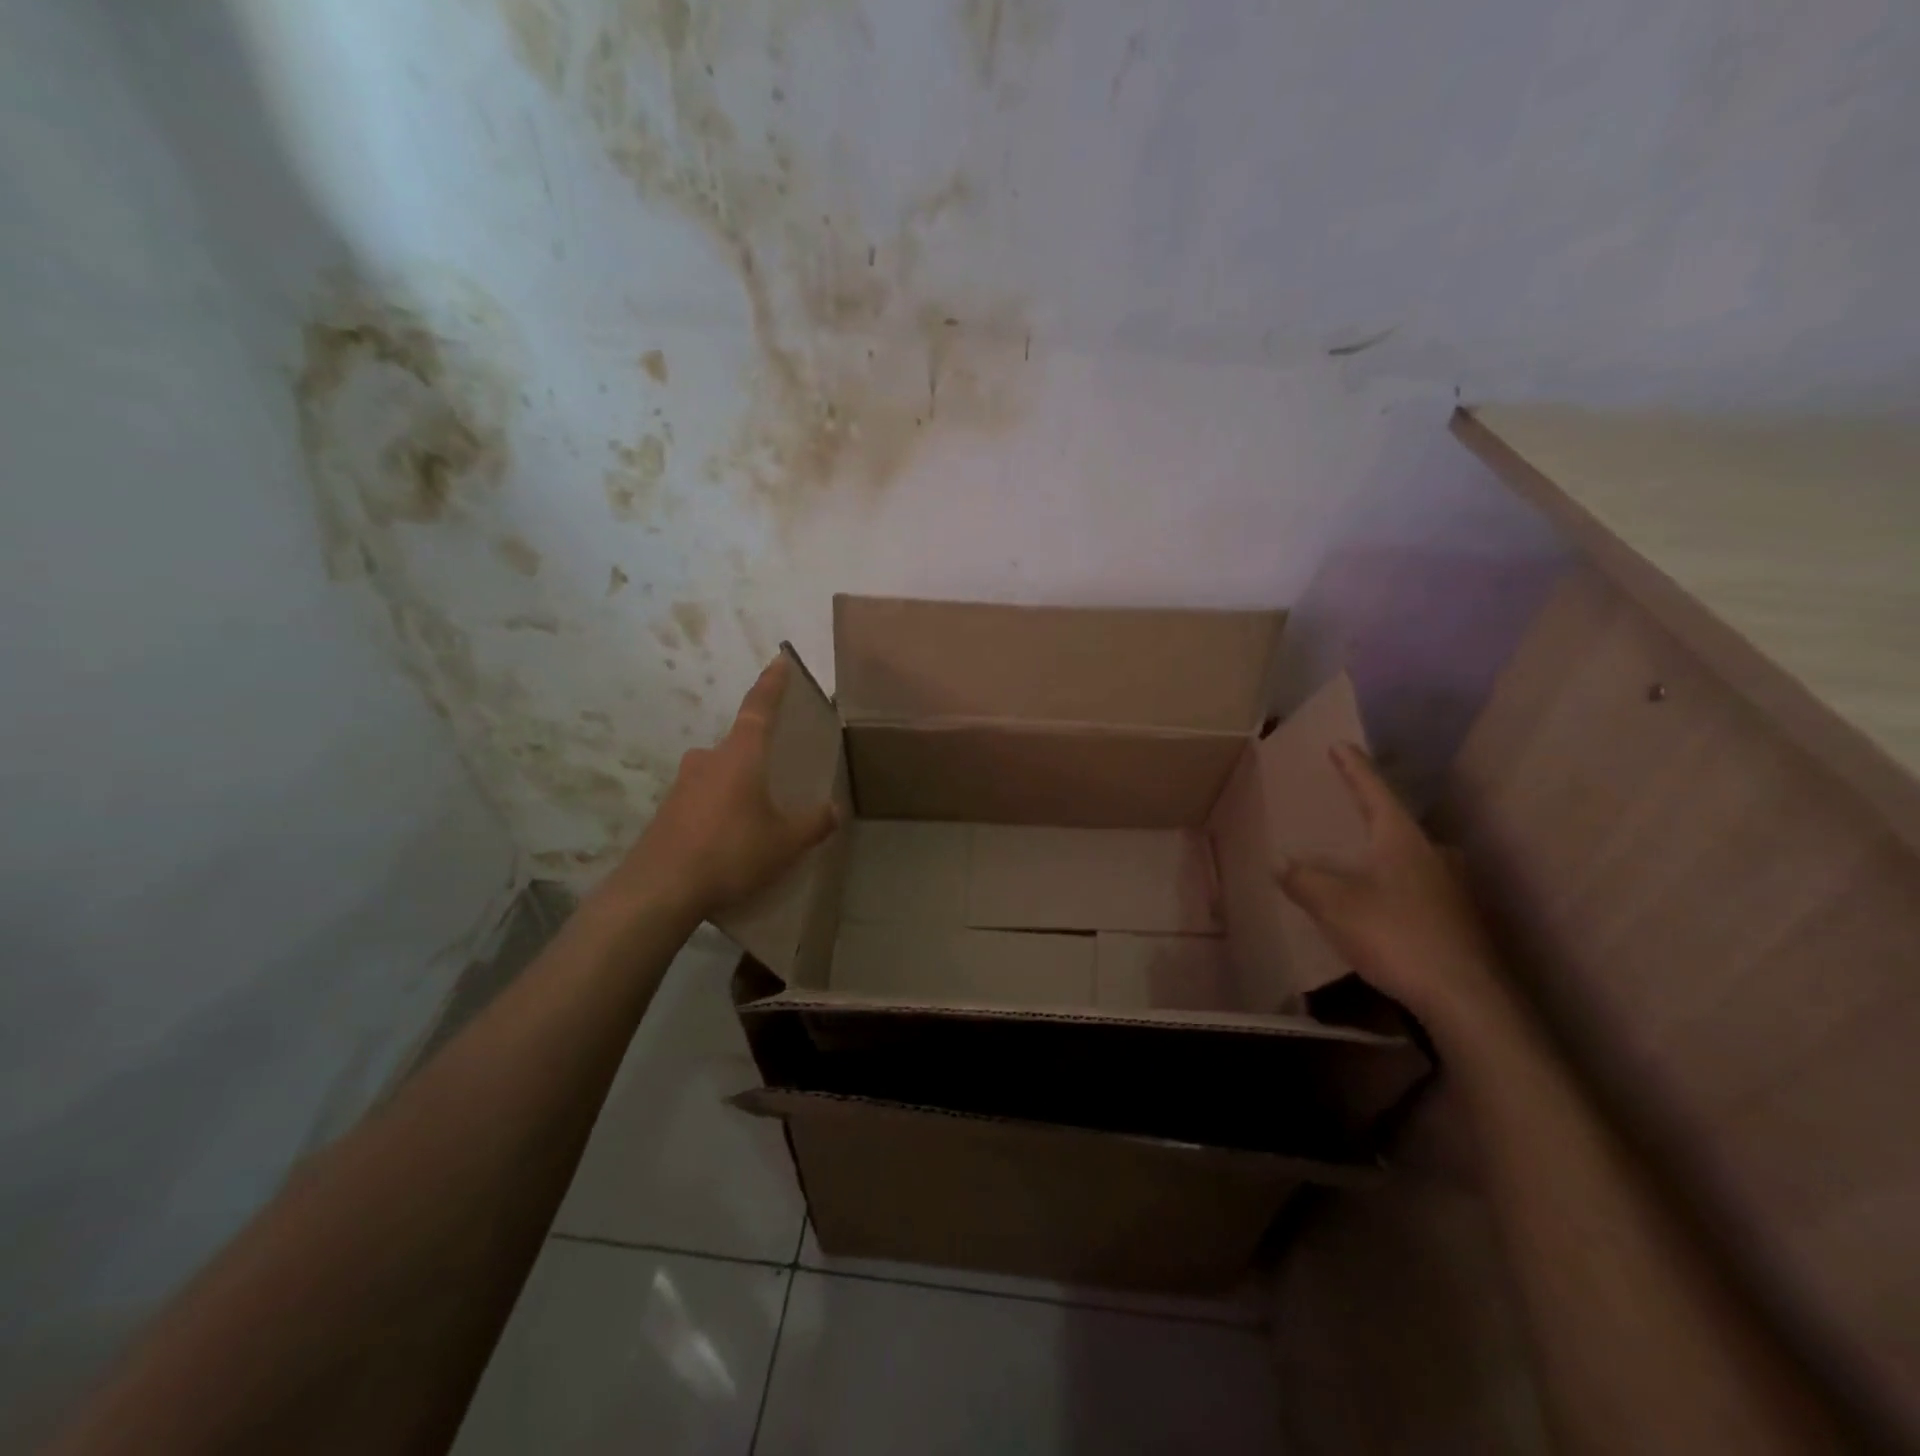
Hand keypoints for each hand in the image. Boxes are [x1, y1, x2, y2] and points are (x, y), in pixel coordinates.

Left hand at [608, 657, 840, 920]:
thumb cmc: (730, 852)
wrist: (659, 889)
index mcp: (740, 755)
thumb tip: (834, 810)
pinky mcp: (666, 812)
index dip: (772, 684)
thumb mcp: (784, 842)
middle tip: (777, 774)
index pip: (759, 708)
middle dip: (757, 755)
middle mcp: (707, 760)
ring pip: (718, 774)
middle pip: (738, 745)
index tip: (780, 660)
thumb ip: (813, 824)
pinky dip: (718, 809)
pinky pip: (701, 800)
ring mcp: (681, 785)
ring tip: (756, 816)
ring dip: (737, 786)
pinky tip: (728, 840)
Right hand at [1278, 743, 1501, 1026]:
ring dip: (1381, 856)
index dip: (1353, 768)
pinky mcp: (1458, 920)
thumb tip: (1284, 864)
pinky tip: (1380, 907)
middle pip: (1395, 824)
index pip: (1373, 790)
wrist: (1465, 999)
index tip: (1340, 744)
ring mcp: (1451, 887)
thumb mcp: (1333, 904)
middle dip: (1370, 817)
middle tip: (1345, 812)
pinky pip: (1416, 889)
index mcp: (1401, 838)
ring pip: (1408, 859)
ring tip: (1356, 863)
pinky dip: (1393, 888)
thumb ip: (1304, 880)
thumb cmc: (1395, 935)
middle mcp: (1432, 853)